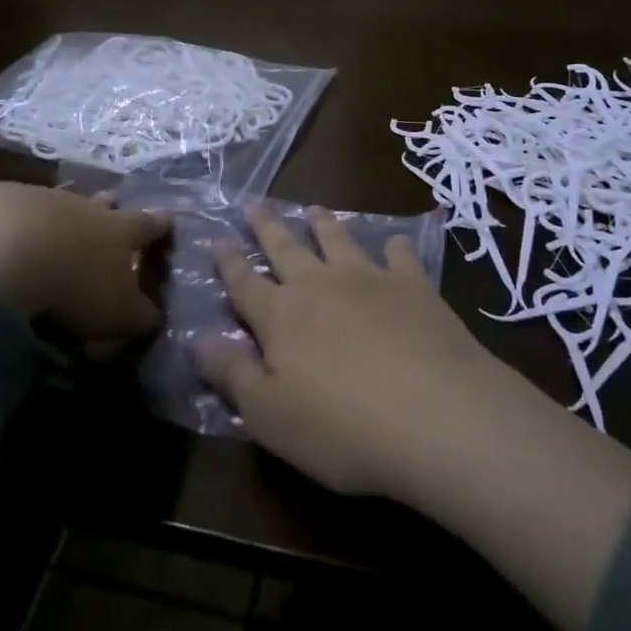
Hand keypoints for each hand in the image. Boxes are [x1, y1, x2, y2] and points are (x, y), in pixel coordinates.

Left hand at [0, 182, 167, 350]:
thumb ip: (138, 316)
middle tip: (114, 206)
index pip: (148, 224)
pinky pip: (13, 210)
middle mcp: (84, 207)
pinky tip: (4, 242)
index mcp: (119, 230)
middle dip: (111, 206)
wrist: (3, 247)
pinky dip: (16, 224)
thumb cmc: (76, 284)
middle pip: (104, 202)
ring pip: (59, 203)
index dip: (160, 224)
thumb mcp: (118, 314)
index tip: (169, 217)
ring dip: (61, 215)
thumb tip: (151, 317)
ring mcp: (40, 199)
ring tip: (56, 230)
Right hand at [190, 202, 512, 501]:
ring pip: (338, 241)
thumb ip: (232, 374)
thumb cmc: (342, 427)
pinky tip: (395, 244)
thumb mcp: (270, 416)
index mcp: (281, 316)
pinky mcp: (413, 286)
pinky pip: (399, 257)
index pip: (244, 283)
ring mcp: (368, 279)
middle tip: (254, 204)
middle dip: (267, 227)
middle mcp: (319, 285)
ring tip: (314, 210)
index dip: (228, 263)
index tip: (217, 239)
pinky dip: (394, 248)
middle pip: (286, 248)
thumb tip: (195, 339)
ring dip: (323, 224)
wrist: (436, 413)